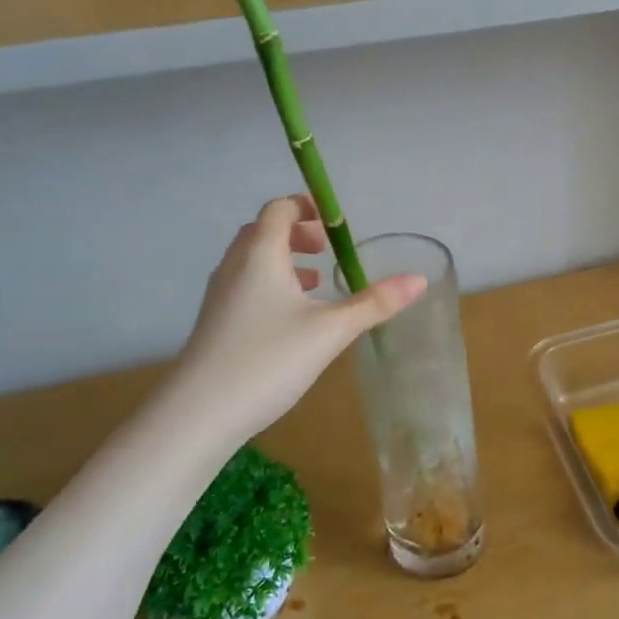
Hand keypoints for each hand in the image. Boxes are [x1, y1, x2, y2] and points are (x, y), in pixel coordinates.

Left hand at [170, 196, 425, 444]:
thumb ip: (374, 303)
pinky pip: (245, 284)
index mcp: (261, 254)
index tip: (335, 222)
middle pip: (264, 230)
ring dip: (284, 259)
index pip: (279, 209)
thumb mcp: (331, 331)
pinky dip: (271, 284)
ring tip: (316, 281)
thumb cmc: (268, 359)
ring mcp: (220, 294)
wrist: (199, 412)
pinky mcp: (215, 321)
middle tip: (327, 249)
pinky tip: (291, 318)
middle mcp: (235, 265)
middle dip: (298, 233)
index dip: (306, 206)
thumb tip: (419, 280)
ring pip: (252, 259)